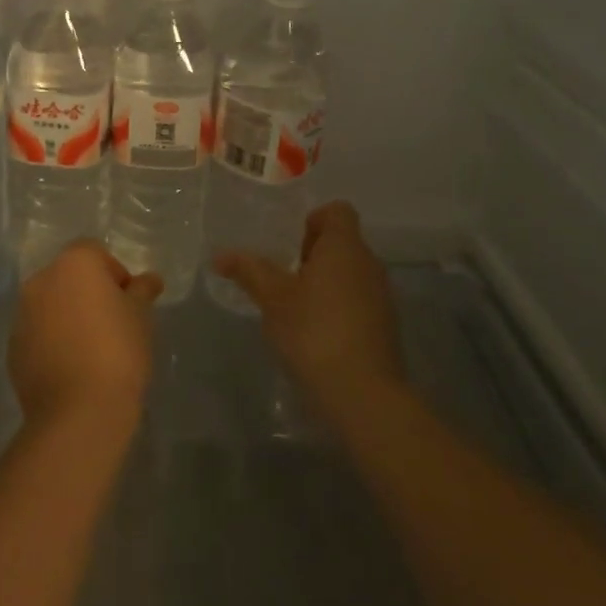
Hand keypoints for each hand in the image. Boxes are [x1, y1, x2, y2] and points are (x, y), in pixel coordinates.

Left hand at [9, 240, 161, 438]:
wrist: (78, 411)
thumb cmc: (118, 351)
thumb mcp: (141, 316)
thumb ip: (142, 291)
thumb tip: (149, 279)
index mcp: (74, 264)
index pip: (95, 253)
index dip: (115, 274)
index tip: (129, 303)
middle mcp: (41, 280)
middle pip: (69, 276)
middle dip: (89, 293)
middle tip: (114, 324)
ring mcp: (22, 314)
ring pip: (51, 304)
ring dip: (68, 316)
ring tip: (92, 349)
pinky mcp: (13, 347)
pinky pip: (38, 333)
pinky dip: (53, 341)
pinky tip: (73, 368)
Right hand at [213, 201, 406, 424]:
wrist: (363, 394)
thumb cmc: (314, 332)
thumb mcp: (273, 299)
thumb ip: (249, 271)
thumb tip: (220, 255)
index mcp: (344, 246)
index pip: (337, 211)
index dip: (312, 220)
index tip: (289, 246)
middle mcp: (369, 263)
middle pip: (342, 242)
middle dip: (311, 254)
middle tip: (282, 277)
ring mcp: (382, 296)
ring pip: (350, 273)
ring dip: (324, 282)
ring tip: (294, 307)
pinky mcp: (385, 326)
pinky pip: (358, 300)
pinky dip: (337, 307)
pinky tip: (315, 333)